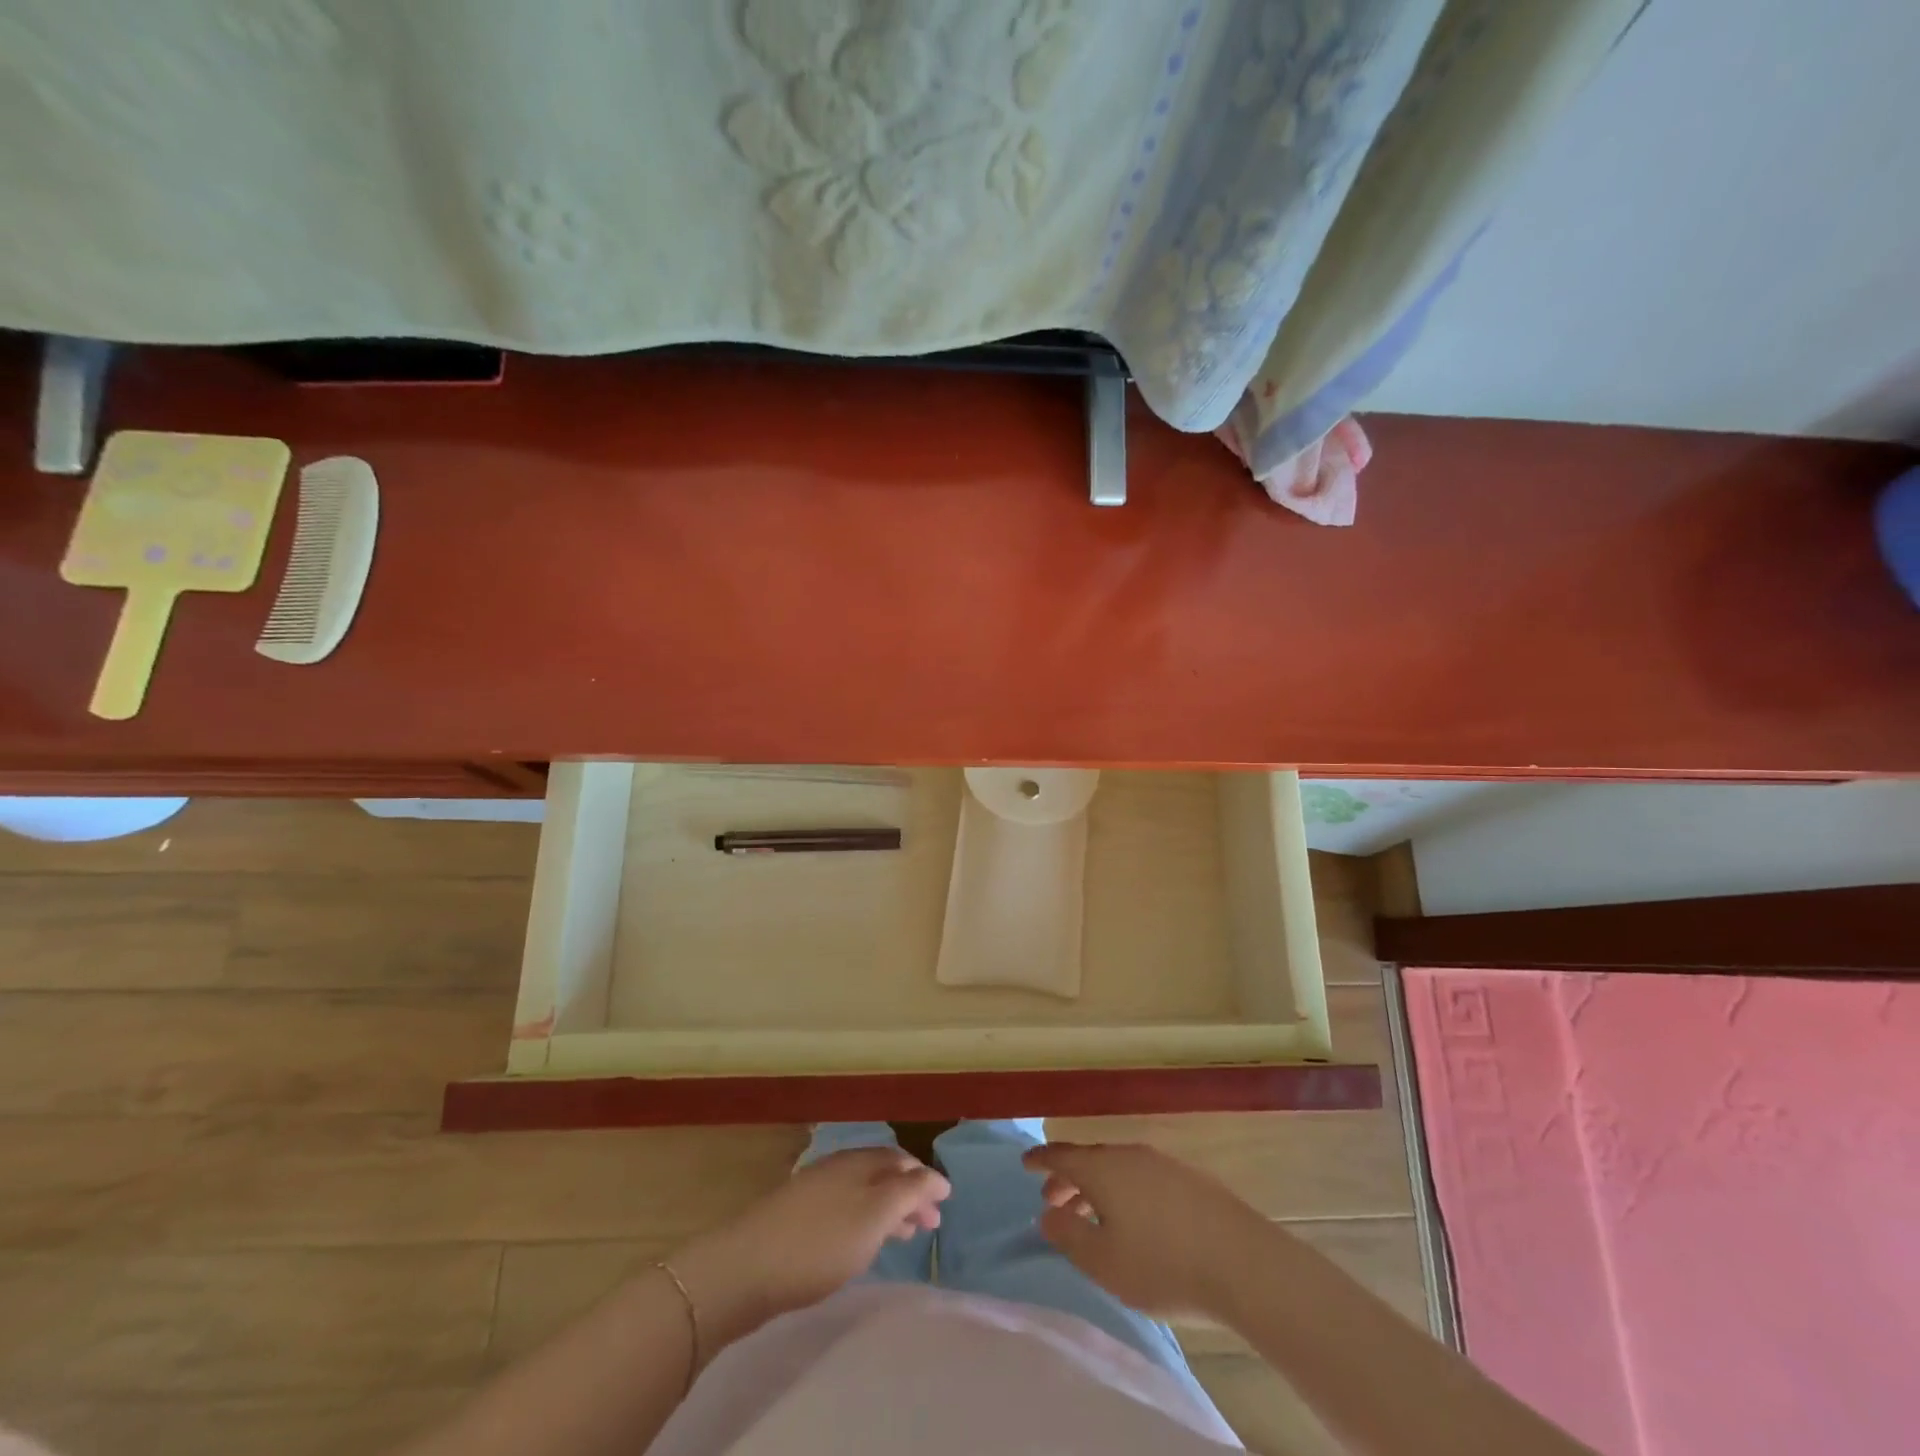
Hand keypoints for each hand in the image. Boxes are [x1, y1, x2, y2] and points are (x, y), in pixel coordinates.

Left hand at [672, 1148, 948, 1345]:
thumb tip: (935, 1176)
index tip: (946, 1201)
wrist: (744, 1268)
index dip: (925, 1179)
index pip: (901, 1161)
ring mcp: (815, 1191)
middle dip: (910, 1194)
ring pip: (864, 1193)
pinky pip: (845, 1209)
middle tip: (931, 1223)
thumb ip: (907, 1194)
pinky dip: (866, 1220)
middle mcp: (838, 1168)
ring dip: (889, 1208)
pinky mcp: (797, 1217)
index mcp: (858, 1162)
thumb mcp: (873, 1216)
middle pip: (883, 1175)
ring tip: (906, 1234)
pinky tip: (864, 1242)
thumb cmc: (819, 1242)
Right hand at [1024, 1141, 1269, 1320]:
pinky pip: (1142, 1177)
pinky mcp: (1189, 1179)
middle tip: (1053, 1199)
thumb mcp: (1103, 1261)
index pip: (1062, 1155)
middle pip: (1090, 1160)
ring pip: (1117, 1168)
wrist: (1242, 1262)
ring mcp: (1162, 1164)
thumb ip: (1068, 1235)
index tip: (1024, 1164)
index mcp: (1102, 1169)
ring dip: (1097, 1187)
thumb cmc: (1163, 1265)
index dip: (1040, 1159)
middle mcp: (1129, 1155)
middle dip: (1068, 1178)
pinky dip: (1125, 1191)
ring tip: (1092, 1215)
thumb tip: (1046, 1213)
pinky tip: (1134, 1219)